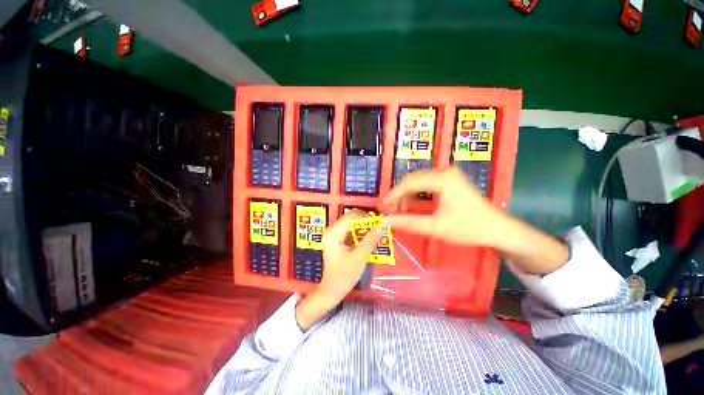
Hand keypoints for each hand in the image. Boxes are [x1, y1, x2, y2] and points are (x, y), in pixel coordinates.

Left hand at [295, 210, 382, 329]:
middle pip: (349, 219)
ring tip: (375, 231)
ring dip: (363, 227)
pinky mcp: (337, 240)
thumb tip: (381, 228)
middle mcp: (331, 231)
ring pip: (350, 224)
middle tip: (378, 226)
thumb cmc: (344, 276)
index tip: (378, 221)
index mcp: (333, 234)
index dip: (364, 218)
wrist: (332, 291)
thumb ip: (370, 241)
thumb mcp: (359, 258)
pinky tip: (368, 237)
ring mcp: (333, 236)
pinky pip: (349, 231)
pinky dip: (359, 233)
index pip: (350, 218)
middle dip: (364, 221)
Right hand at [382, 166, 567, 274]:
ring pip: (418, 182)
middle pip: (412, 180)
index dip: (393, 195)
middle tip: (390, 211)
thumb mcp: (436, 227)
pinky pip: (425, 185)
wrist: (497, 229)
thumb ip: (408, 223)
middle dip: (399, 195)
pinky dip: (415, 195)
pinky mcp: (449, 180)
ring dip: (406, 196)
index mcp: (443, 178)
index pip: (409, 183)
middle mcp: (444, 171)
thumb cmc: (469, 228)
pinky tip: (411, 206)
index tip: (383, 207)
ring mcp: (448, 175)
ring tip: (399, 210)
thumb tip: (386, 221)